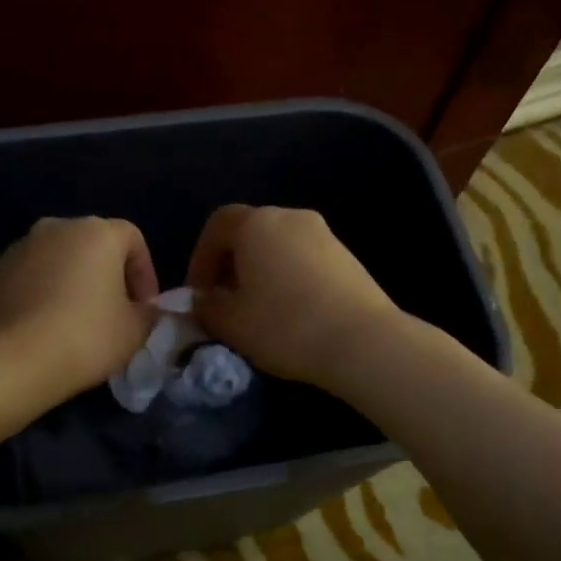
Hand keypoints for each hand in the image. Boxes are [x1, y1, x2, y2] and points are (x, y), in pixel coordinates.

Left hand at [0, 216, 159, 399]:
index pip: (133, 239)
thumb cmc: (86, 337)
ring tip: (76, 322)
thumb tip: (147, 310)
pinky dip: (43, 294)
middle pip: (93, 245)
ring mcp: (20, 247)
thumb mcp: (135, 331)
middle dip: (107, 275)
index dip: (145, 273)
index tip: (144, 307)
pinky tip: (45, 327)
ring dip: (72, 282)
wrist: (12, 360)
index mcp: (97, 232)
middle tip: (114, 313)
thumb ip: (150, 313)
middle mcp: (57, 227)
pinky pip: (31, 277)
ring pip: (59, 260)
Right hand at [185, 205, 402, 387]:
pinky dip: (288, 279)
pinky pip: (304, 260)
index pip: (217, 225)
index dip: (200, 258)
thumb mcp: (230, 323)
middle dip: (230, 266)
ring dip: (260, 273)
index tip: (198, 294)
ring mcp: (324, 235)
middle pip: (250, 233)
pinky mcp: (347, 258)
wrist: (363, 342)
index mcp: (257, 223)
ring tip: (256, 312)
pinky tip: (290, 314)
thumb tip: (200, 301)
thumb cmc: (284, 325)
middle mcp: (291, 217)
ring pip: (278, 247)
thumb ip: (206, 307)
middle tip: (223, 303)